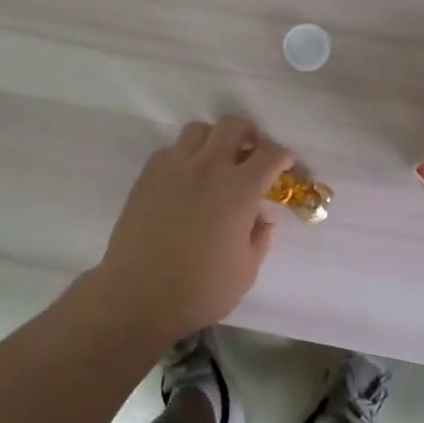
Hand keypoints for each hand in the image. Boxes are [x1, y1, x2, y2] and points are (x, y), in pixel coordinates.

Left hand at [93, 116, 294, 342]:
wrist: (138, 296)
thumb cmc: (200, 290)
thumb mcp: (246, 271)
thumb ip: (259, 237)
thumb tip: (261, 217)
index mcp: (239, 190)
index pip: (270, 154)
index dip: (283, 156)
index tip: (285, 164)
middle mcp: (208, 168)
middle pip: (233, 126)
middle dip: (249, 135)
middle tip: (252, 154)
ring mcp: (174, 168)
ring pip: (199, 130)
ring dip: (214, 140)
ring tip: (216, 162)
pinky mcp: (147, 176)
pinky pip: (170, 150)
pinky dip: (184, 156)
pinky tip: (185, 179)